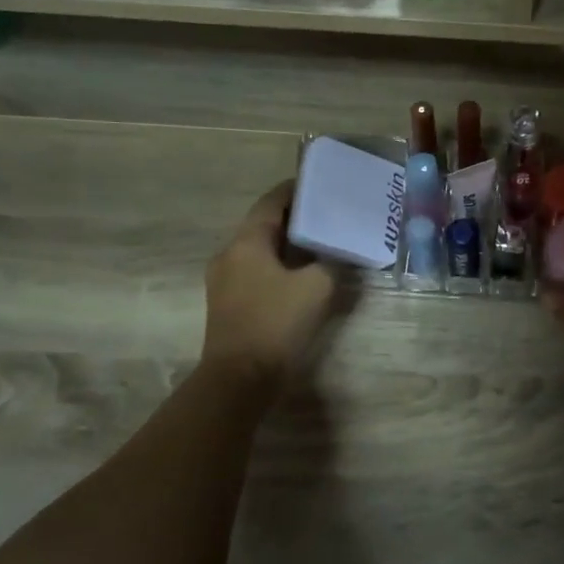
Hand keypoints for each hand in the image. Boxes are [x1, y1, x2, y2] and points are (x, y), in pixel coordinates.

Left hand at [201, 182, 336, 380]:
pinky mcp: (228, 302)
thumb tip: (339, 254)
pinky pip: (256, 270)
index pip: (272, 201)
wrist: (240, 379)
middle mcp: (229, 254)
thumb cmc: (276, 323)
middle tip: (329, 213)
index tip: (322, 184)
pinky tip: (303, 274)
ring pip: (260, 249)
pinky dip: (279, 264)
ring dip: (288, 243)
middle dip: (296, 217)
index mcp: (246, 242)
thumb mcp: (317, 287)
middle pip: (264, 223)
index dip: (296, 190)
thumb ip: (332, 263)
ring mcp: (224, 280)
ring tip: (321, 242)